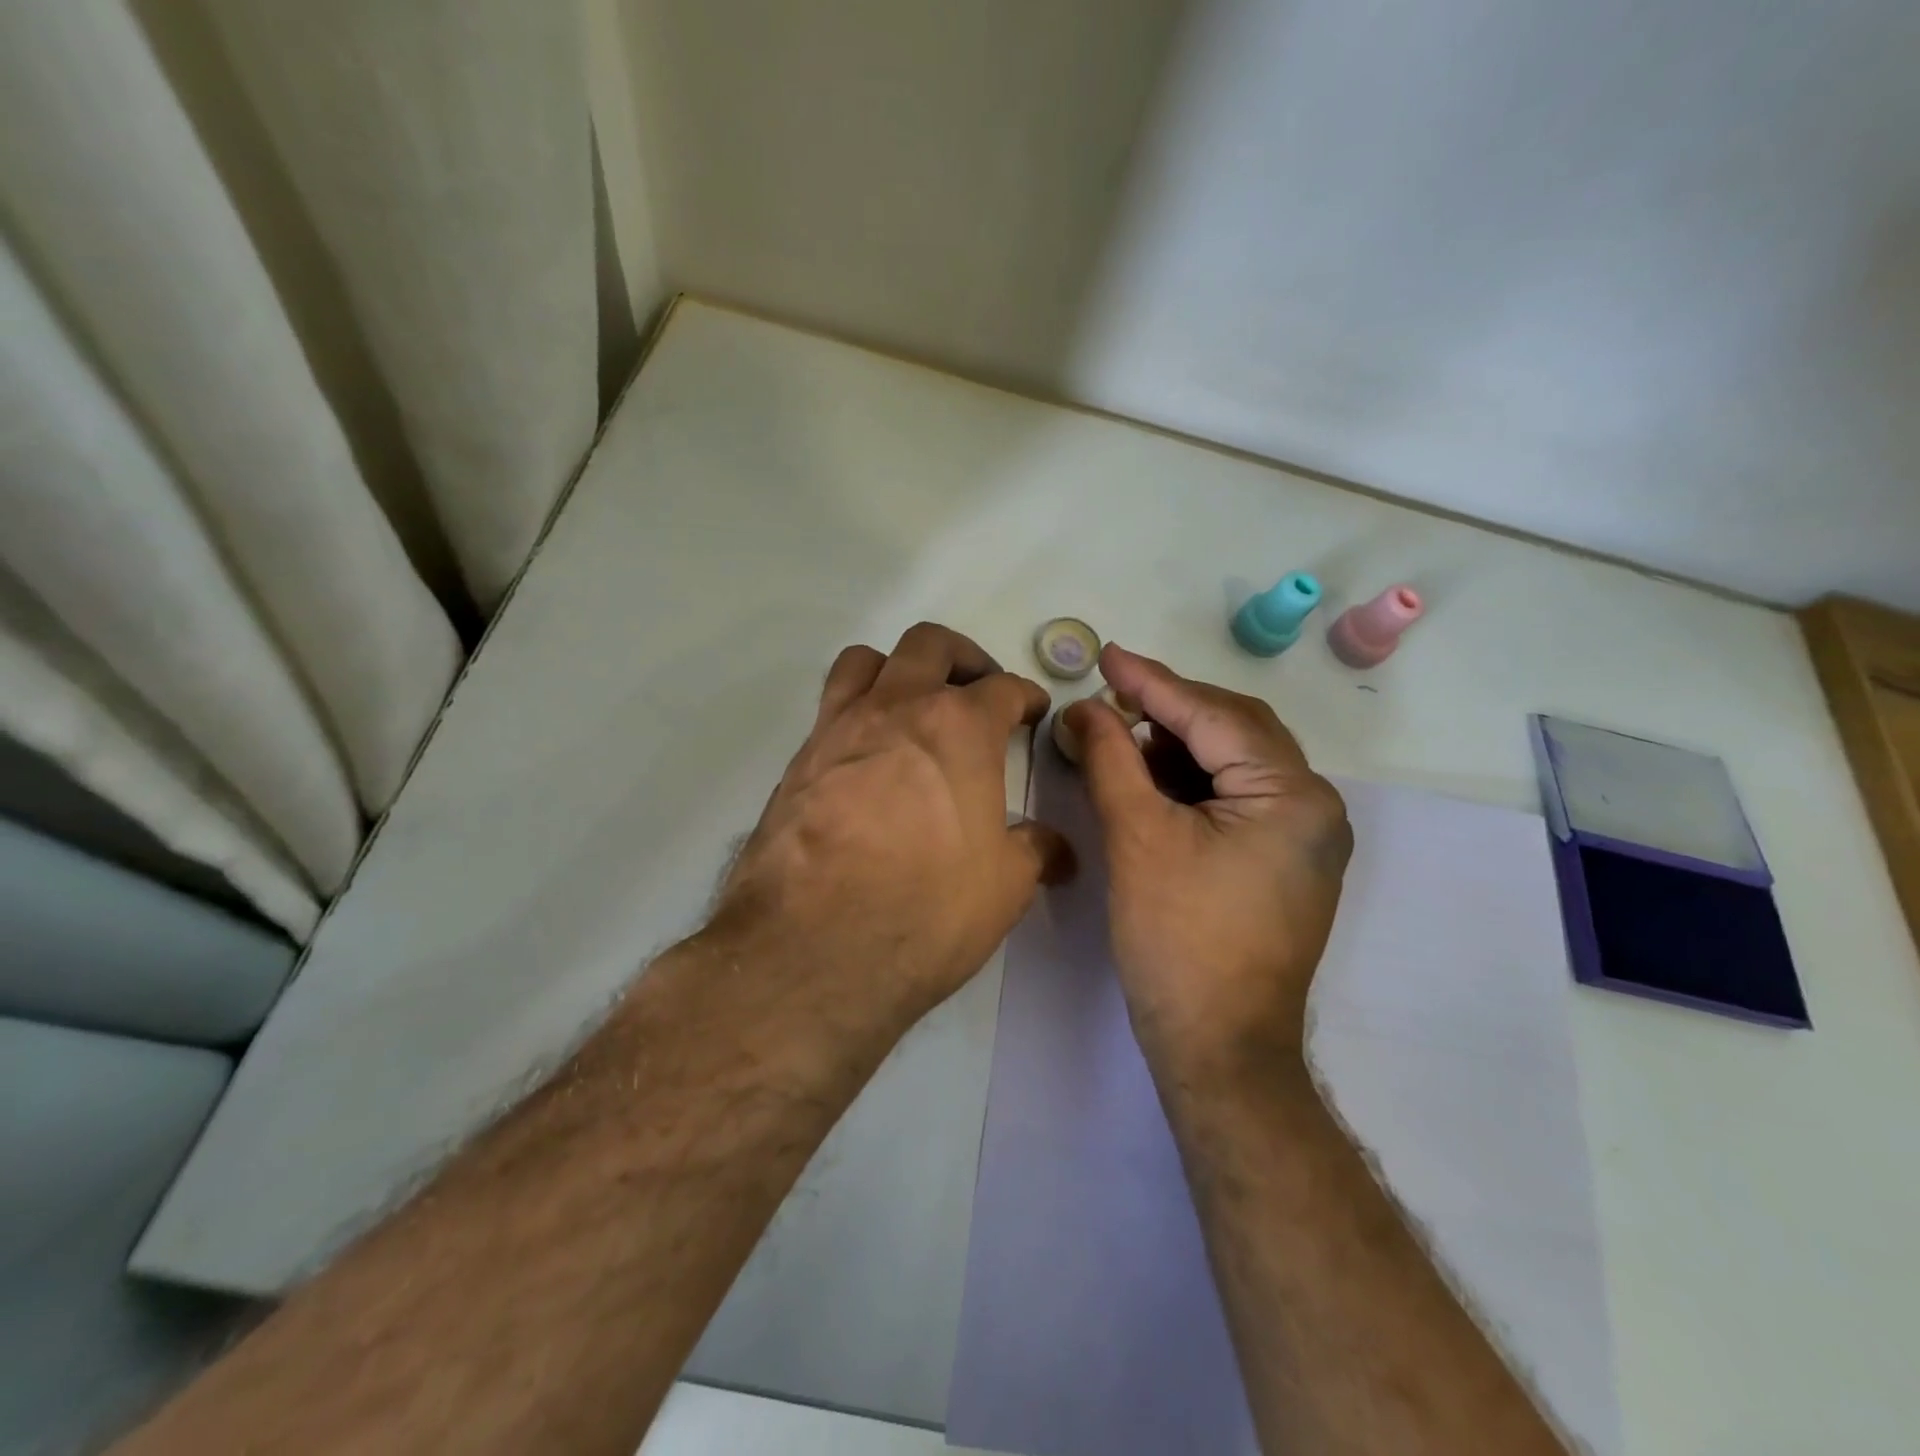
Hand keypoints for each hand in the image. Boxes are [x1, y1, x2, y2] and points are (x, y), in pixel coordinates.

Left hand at [710, 623, 1072, 1040]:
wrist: (811, 948)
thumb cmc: (926, 909)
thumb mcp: (1005, 887)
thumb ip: (1034, 852)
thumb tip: (1054, 847)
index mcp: (960, 727)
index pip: (1004, 688)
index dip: (1027, 696)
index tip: (1034, 712)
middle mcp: (898, 708)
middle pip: (930, 645)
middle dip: (964, 658)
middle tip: (978, 692)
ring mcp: (840, 728)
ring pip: (867, 659)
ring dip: (899, 669)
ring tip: (914, 705)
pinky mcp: (799, 759)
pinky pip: (831, 706)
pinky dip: (857, 710)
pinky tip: (869, 756)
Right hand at [1064, 644, 1351, 1076]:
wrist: (1218, 1047)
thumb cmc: (1178, 941)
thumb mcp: (1137, 837)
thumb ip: (1111, 759)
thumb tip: (1084, 708)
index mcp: (1292, 795)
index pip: (1213, 716)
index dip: (1152, 682)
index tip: (1106, 655)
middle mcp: (1314, 806)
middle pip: (1234, 730)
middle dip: (1168, 711)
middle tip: (1109, 697)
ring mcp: (1304, 836)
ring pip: (1235, 762)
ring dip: (1177, 745)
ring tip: (1119, 741)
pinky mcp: (1284, 860)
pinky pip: (1236, 796)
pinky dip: (1191, 781)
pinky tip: (1149, 781)